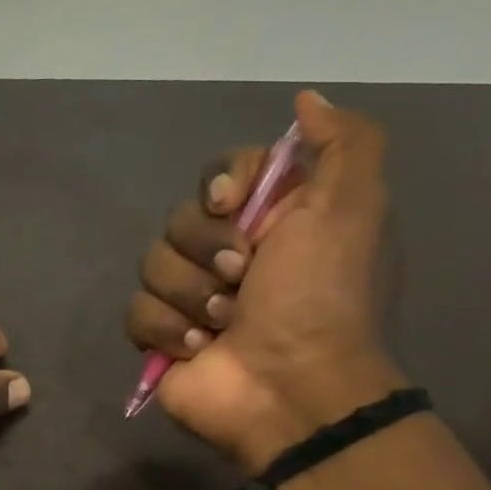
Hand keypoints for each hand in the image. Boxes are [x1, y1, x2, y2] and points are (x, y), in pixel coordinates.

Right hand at [126, 90, 405, 471]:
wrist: (291, 388)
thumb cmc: (321, 297)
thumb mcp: (353, 207)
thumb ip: (344, 142)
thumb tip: (304, 101)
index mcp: (272, 221)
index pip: (220, 175)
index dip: (220, 185)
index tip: (232, 206)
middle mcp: (230, 254)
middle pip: (180, 219)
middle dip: (207, 248)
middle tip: (242, 279)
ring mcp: (192, 298)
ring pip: (153, 264)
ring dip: (191, 294)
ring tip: (225, 323)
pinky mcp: (162, 338)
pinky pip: (136, 312)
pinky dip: (167, 329)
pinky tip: (199, 348)